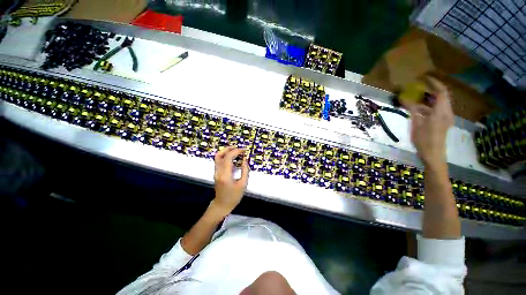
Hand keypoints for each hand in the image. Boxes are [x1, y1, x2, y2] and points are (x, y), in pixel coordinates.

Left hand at [212, 146, 248, 216]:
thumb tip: (245, 159)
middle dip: (229, 149)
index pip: (228, 157)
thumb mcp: (243, 184)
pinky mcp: (217, 173)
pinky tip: (234, 158)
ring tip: (236, 151)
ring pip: (218, 157)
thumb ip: (245, 170)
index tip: (244, 150)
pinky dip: (226, 157)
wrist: (222, 205)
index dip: (236, 151)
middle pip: (219, 155)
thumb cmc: (234, 196)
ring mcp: (216, 172)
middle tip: (238, 148)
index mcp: (225, 175)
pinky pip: (220, 161)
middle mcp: (218, 172)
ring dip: (226, 152)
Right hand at [403, 77, 453, 166]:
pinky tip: (419, 109)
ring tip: (416, 98)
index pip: (441, 91)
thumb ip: (412, 110)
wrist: (434, 155)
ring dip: (429, 98)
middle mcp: (447, 112)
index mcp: (441, 112)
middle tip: (419, 86)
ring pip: (439, 103)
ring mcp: (446, 117)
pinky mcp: (443, 122)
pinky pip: (438, 109)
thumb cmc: (424, 140)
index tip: (424, 77)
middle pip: (442, 96)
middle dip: (431, 89)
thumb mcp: (416, 124)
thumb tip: (403, 98)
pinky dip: (429, 106)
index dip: (434, 83)